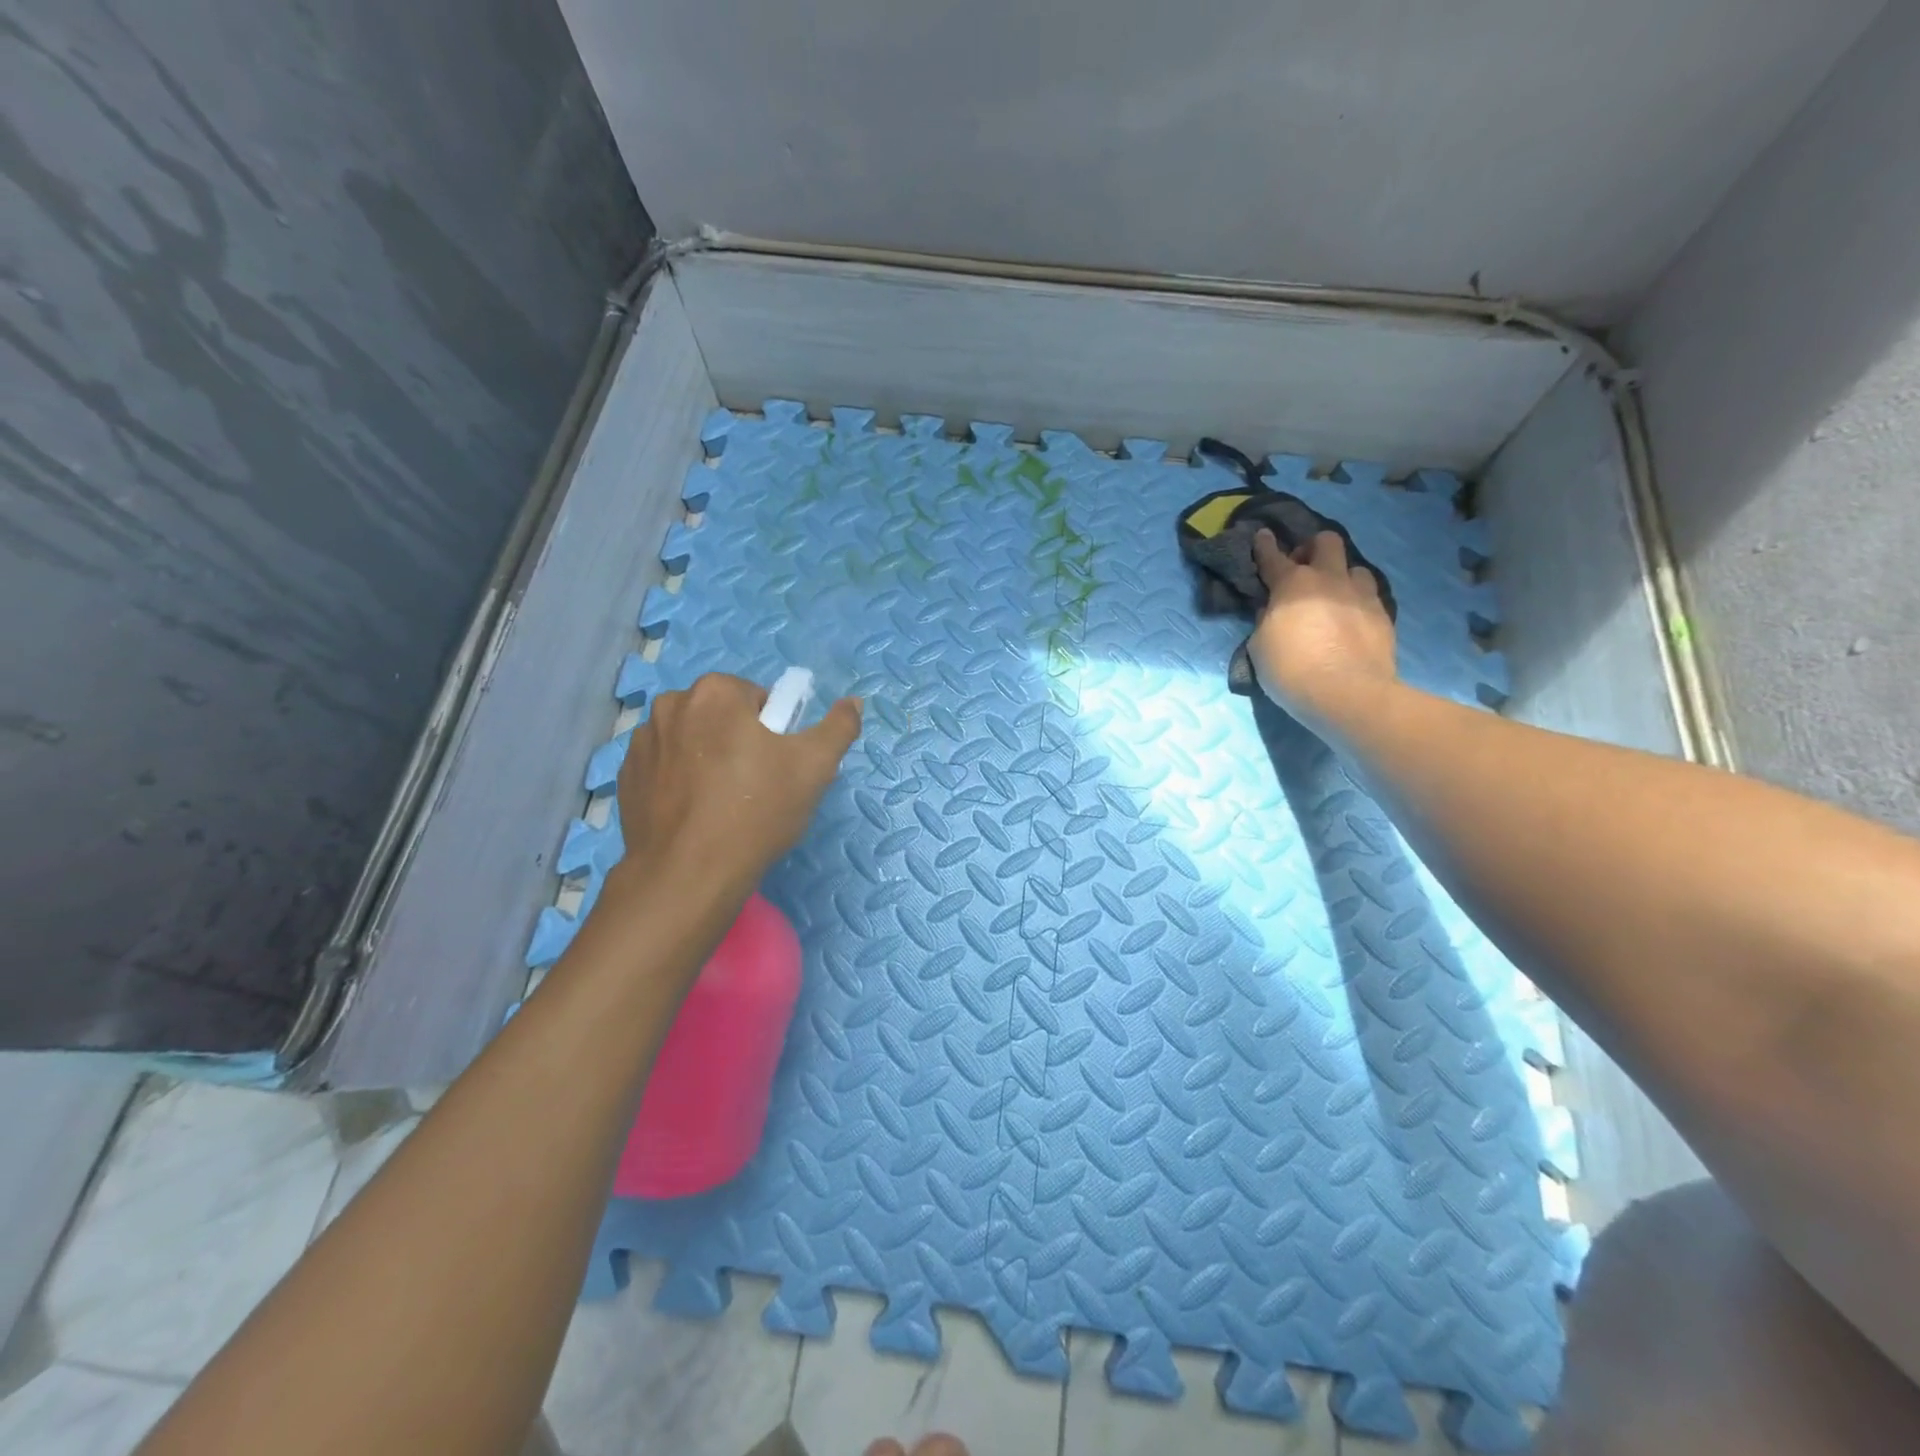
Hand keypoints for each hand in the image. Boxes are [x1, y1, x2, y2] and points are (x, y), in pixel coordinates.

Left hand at [612, 673, 861, 898]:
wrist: (688, 874)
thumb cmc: (756, 811)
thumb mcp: (815, 767)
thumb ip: (839, 727)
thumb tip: (853, 702)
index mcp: (715, 692)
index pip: (756, 698)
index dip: (773, 731)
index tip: (777, 766)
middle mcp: (671, 705)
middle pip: (720, 716)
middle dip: (737, 741)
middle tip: (755, 787)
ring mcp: (642, 742)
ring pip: (691, 741)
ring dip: (706, 759)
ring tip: (722, 805)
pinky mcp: (626, 778)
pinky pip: (665, 768)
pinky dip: (680, 782)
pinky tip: (695, 815)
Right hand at [1248, 528, 1397, 730]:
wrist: (1346, 693)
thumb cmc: (1290, 669)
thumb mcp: (1260, 646)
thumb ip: (1266, 620)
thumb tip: (1273, 610)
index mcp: (1292, 584)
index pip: (1273, 556)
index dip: (1265, 545)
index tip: (1263, 535)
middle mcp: (1329, 580)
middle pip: (1326, 542)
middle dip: (1313, 547)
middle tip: (1304, 566)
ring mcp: (1360, 595)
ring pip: (1354, 567)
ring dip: (1341, 575)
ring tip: (1334, 594)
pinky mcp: (1383, 614)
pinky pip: (1369, 595)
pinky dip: (1357, 600)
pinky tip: (1351, 618)